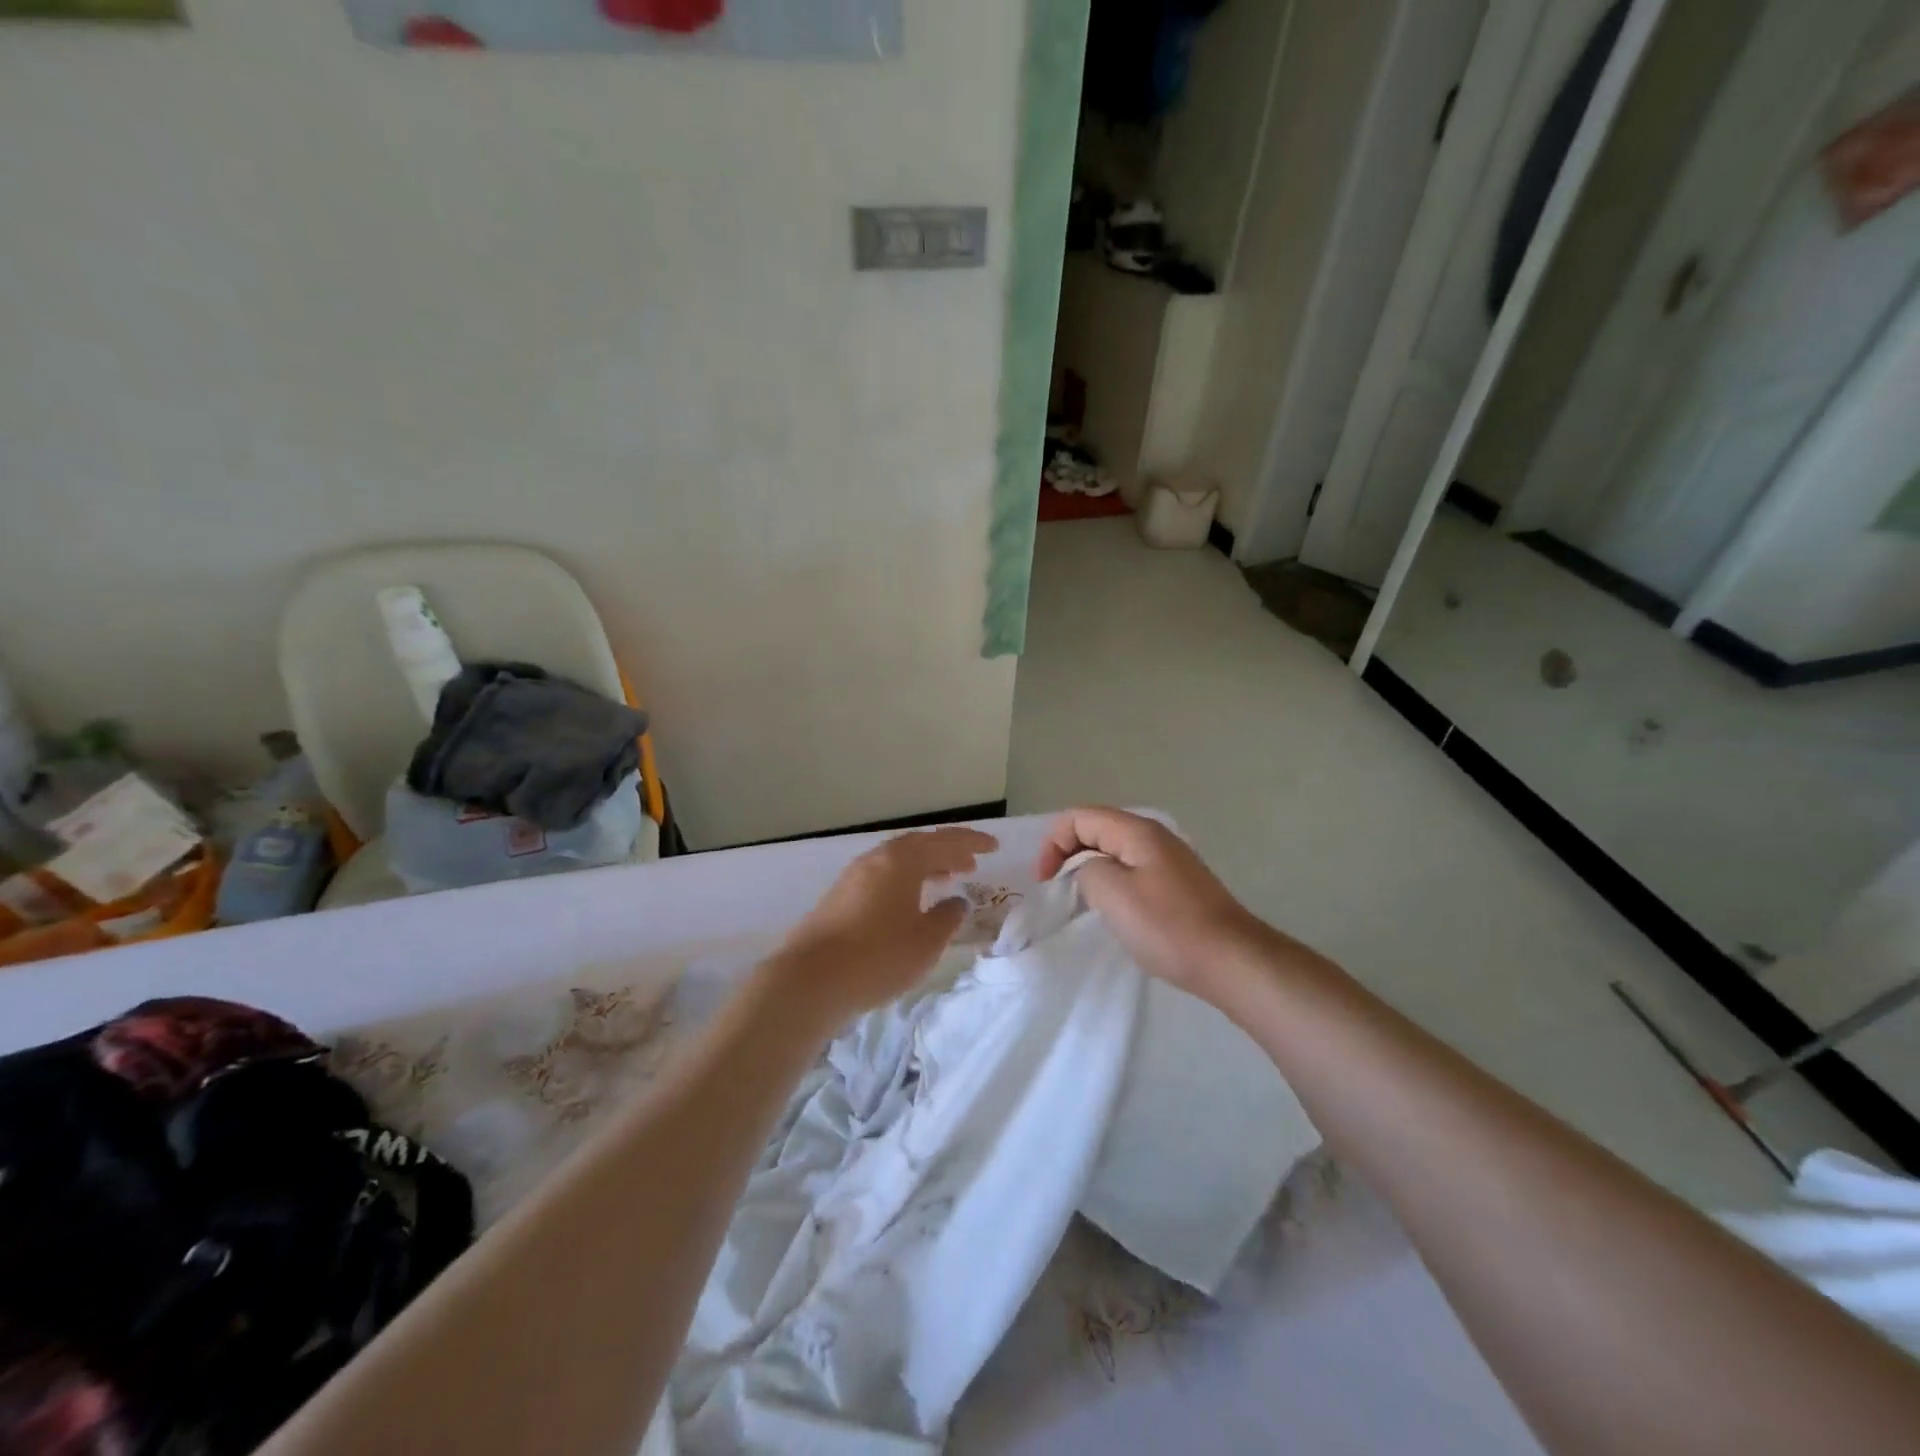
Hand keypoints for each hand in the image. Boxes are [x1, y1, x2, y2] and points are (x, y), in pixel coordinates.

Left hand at [768, 827, 998, 1023]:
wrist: (810, 980)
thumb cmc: (878, 957)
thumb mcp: (925, 942)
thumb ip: (947, 918)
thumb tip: (956, 901)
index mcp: (901, 861)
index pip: (945, 842)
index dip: (972, 843)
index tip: (995, 847)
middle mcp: (876, 860)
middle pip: (918, 846)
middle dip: (947, 852)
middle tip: (971, 864)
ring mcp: (853, 877)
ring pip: (898, 861)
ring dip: (925, 866)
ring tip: (945, 879)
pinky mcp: (839, 897)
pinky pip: (883, 876)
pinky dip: (905, 880)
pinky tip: (909, 901)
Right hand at [1037, 808, 1298, 1004]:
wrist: (1231, 960)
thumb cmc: (1168, 926)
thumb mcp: (1113, 895)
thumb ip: (1087, 871)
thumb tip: (1089, 871)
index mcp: (1137, 831)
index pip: (1079, 817)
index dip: (1053, 843)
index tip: (1044, 881)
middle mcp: (1154, 836)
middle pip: (1097, 829)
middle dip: (1068, 852)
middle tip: (1055, 888)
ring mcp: (1169, 860)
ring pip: (1115, 851)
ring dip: (1090, 868)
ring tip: (1079, 899)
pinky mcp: (1178, 884)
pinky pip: (1132, 870)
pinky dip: (1112, 882)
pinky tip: (1113, 910)